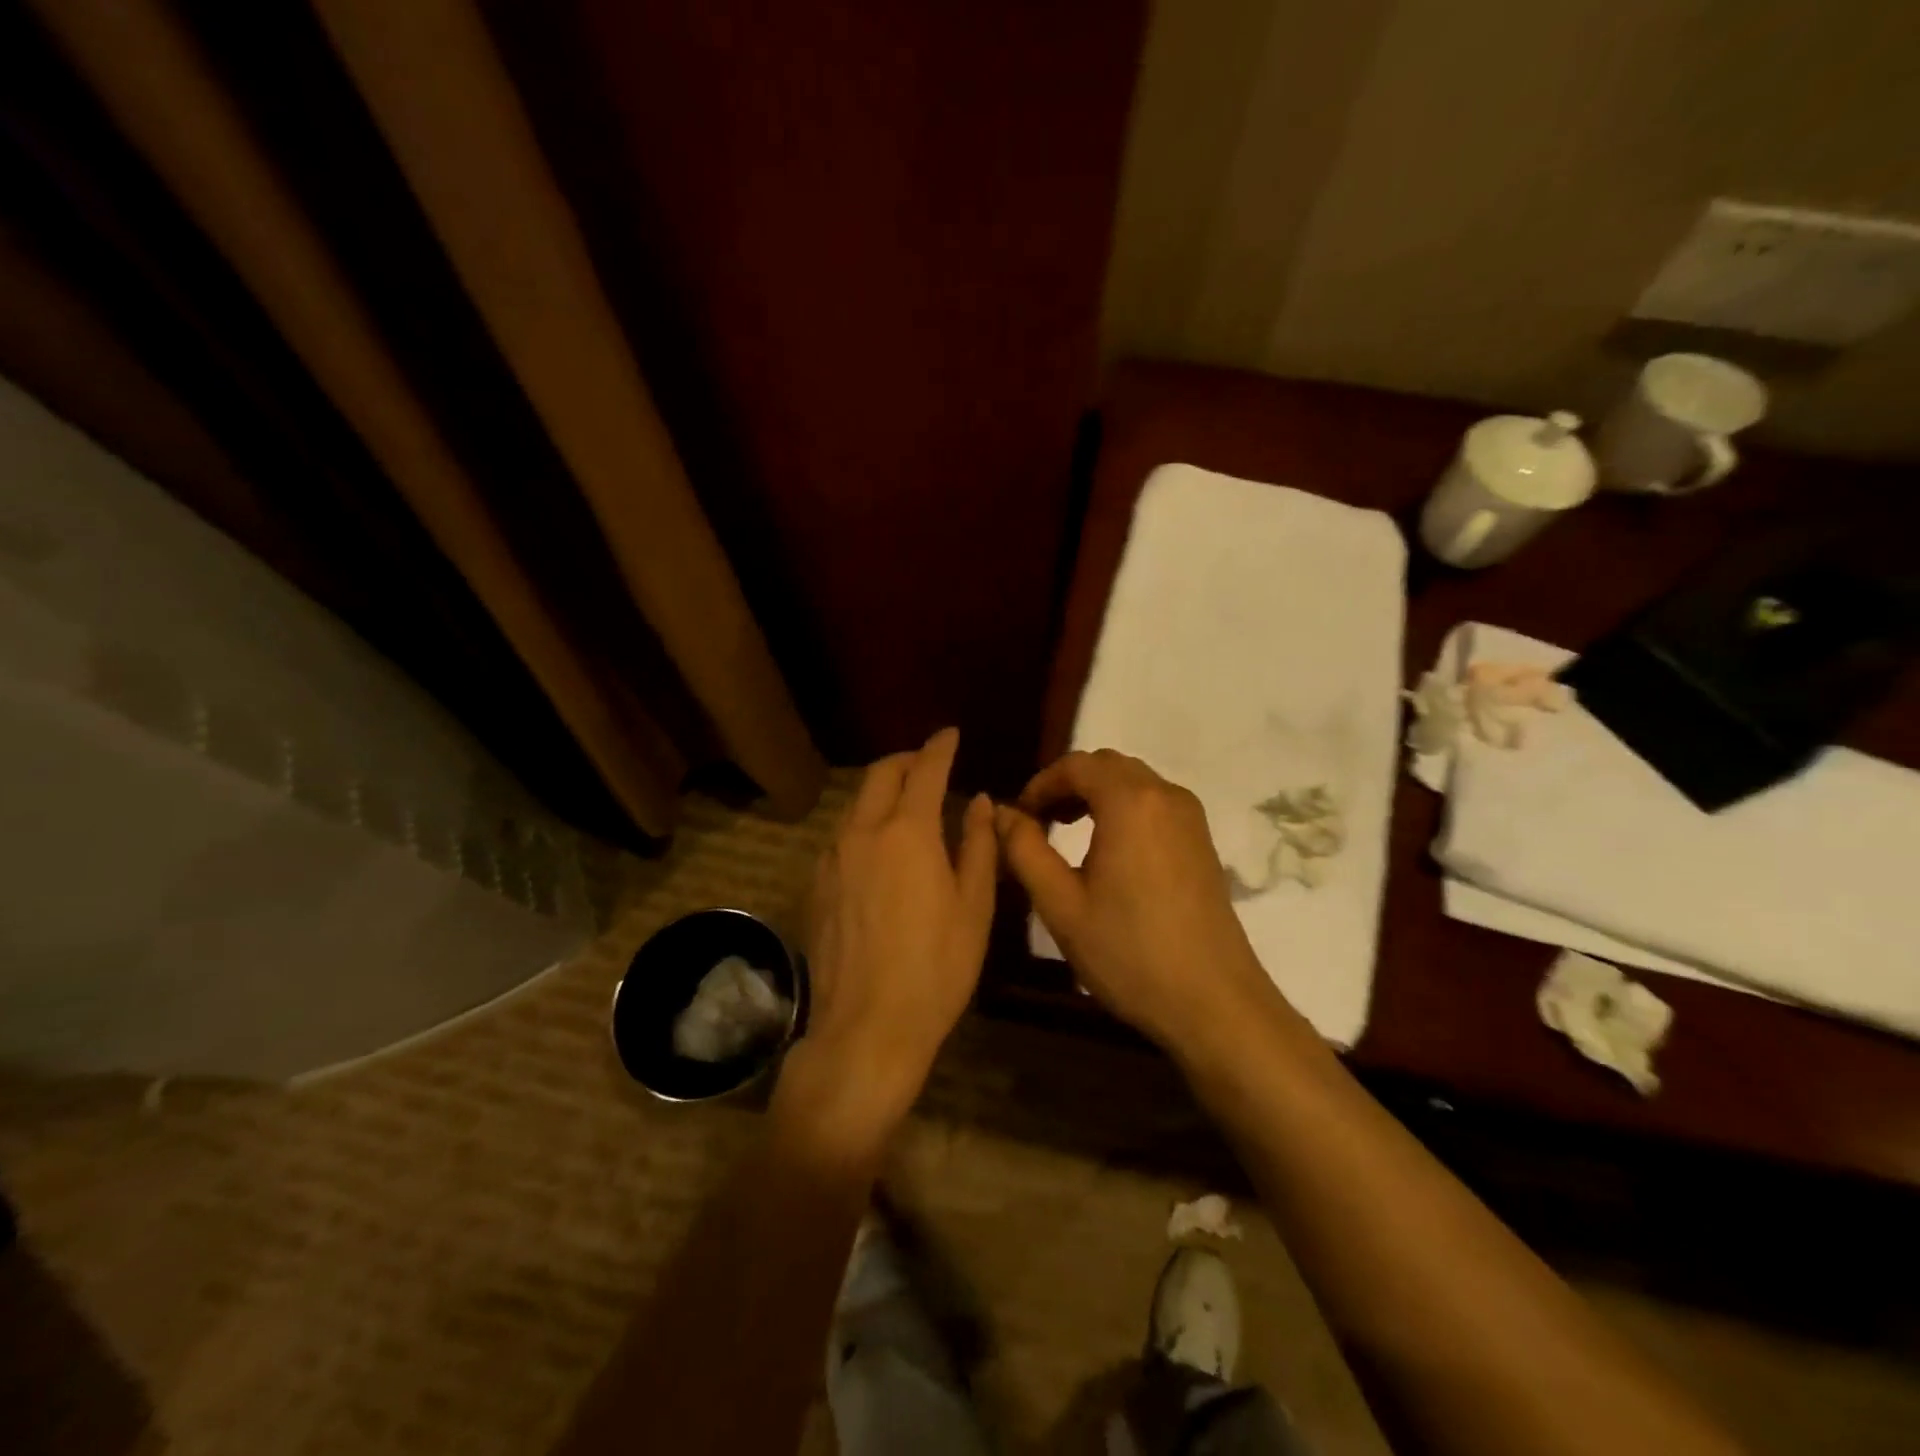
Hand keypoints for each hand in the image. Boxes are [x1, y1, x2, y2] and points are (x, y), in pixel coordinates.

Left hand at [798, 728, 995, 1129]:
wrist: (867, 1026)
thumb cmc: (936, 968)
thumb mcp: (974, 906)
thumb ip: (978, 845)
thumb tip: (980, 802)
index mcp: (908, 832)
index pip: (924, 770)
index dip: (939, 747)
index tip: (950, 734)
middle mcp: (862, 833)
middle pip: (880, 775)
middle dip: (906, 760)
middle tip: (929, 763)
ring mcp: (832, 858)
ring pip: (856, 803)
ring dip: (882, 791)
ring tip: (908, 804)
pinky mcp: (816, 885)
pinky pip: (842, 835)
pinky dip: (864, 823)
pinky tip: (881, 848)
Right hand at [995, 749, 1282, 1057]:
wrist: (1213, 1001)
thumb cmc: (1128, 952)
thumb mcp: (1061, 904)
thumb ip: (1024, 850)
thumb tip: (1001, 813)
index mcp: (1130, 802)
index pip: (1076, 765)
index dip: (1041, 783)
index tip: (1019, 816)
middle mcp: (1165, 795)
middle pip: (1108, 765)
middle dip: (1068, 784)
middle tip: (1039, 821)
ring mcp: (1191, 817)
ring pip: (1134, 782)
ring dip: (1096, 795)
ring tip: (1066, 832)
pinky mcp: (1202, 841)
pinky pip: (1155, 803)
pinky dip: (1123, 808)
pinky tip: (1108, 850)